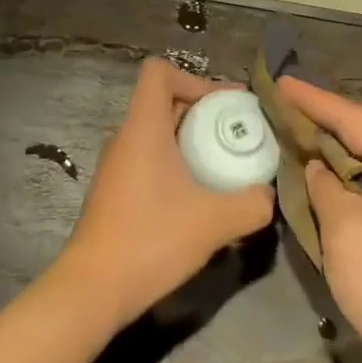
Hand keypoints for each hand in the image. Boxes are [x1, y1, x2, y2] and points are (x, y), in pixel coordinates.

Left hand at [55, 59, 273, 327]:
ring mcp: (116, 166)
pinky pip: (149, 160)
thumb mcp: (214, 222)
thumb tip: (269, 196)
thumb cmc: (150, 240)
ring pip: (157, 134)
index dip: (195, 79)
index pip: (158, 72)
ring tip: (224, 167)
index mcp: (142, 126)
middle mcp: (125, 137)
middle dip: (204, 112)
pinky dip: (176, 166)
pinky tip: (199, 200)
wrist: (92, 290)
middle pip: (164, 101)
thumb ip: (251, 204)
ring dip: (191, 142)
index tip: (225, 107)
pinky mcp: (115, 192)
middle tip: (238, 135)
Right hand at [279, 76, 361, 362]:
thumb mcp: (347, 234)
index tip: (277, 81)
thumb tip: (317, 168)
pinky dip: (346, 184)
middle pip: (361, 136)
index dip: (311, 100)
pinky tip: (322, 187)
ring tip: (291, 141)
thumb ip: (325, 189)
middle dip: (319, 124)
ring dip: (331, 155)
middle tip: (276, 111)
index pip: (350, 116)